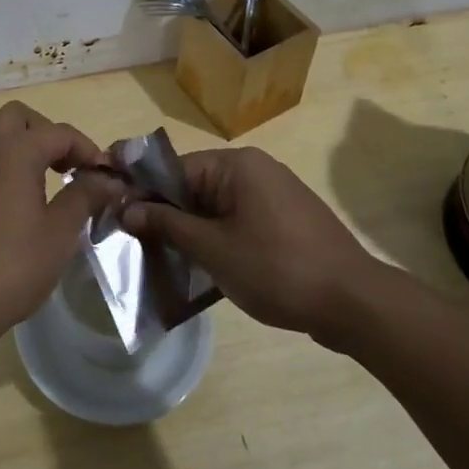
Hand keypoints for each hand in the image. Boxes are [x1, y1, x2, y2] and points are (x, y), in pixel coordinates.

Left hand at [0, 102, 127, 351]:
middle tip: (68, 167)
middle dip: (47, 134)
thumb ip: (84, 196)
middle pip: (19, 118)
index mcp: (14, 150)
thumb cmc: (10, 266)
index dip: (87, 149)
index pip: (59, 133)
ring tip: (40, 177)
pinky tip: (11, 196)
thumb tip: (107, 179)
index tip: (104, 176)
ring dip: (18, 143)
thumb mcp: (59, 233)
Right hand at [122, 146, 390, 343]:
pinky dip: (215, 236)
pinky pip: (235, 218)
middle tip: (133, 241)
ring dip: (188, 229)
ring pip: (213, 205)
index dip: (140, 190)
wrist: (355, 303)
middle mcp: (254, 169)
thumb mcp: (214, 249)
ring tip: (160, 257)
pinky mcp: (284, 219)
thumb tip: (127, 209)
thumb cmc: (278, 268)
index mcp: (236, 165)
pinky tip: (200, 265)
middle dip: (163, 213)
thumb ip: (167, 225)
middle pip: (192, 185)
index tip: (112, 211)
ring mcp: (272, 193)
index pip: (173, 168)